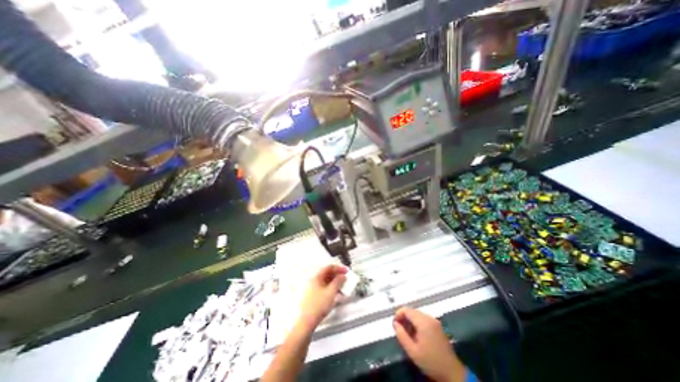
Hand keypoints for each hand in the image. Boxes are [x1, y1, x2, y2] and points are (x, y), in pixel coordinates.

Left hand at [300, 266, 347, 330]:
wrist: (304, 323)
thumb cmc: (317, 306)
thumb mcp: (331, 292)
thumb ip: (338, 282)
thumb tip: (343, 276)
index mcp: (316, 276)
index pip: (329, 267)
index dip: (338, 268)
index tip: (346, 271)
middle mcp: (312, 280)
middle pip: (326, 274)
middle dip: (337, 276)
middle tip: (345, 279)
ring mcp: (310, 289)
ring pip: (325, 282)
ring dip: (334, 283)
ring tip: (342, 288)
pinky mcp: (311, 297)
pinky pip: (322, 288)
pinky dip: (329, 289)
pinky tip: (334, 295)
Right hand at [393, 308, 467, 381]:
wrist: (452, 373)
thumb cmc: (431, 362)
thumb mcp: (412, 351)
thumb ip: (401, 335)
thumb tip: (395, 324)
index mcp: (423, 321)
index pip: (407, 310)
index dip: (398, 314)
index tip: (394, 324)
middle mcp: (429, 318)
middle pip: (412, 311)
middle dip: (404, 317)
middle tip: (399, 329)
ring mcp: (435, 321)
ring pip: (417, 315)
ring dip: (410, 320)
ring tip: (407, 333)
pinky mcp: (438, 326)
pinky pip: (423, 319)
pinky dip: (417, 323)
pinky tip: (416, 334)